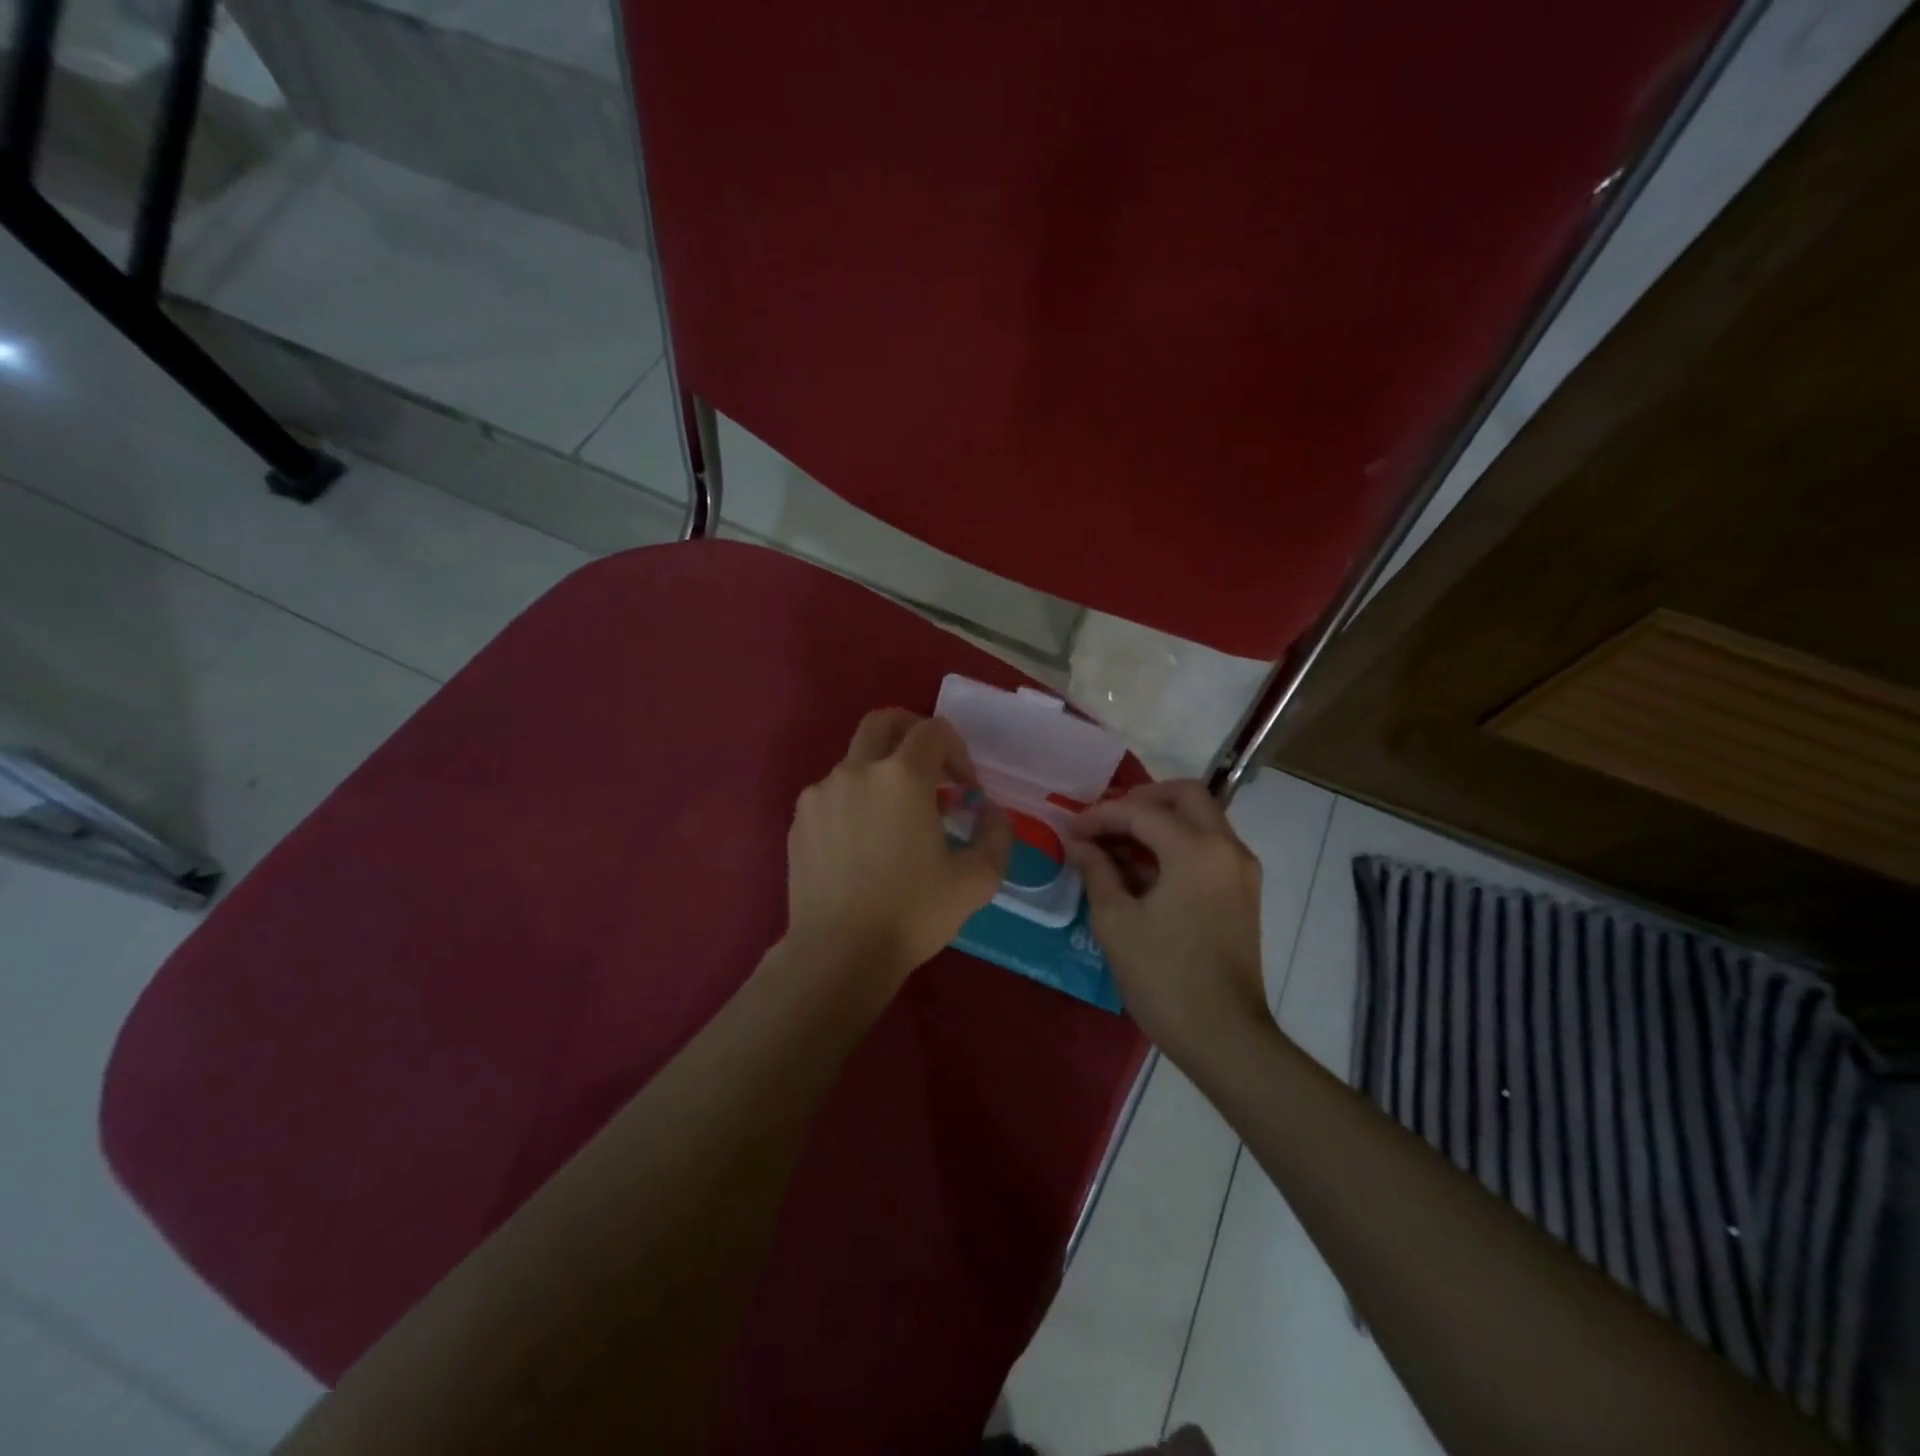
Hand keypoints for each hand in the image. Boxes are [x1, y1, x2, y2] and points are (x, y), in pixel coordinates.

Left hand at [783, 709, 1011, 990]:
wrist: (838, 954)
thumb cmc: (912, 913)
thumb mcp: (976, 880)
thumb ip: (996, 835)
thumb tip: (990, 811)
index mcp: (902, 776)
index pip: (933, 730)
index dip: (957, 751)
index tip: (965, 790)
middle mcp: (856, 770)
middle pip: (884, 722)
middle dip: (913, 734)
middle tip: (931, 769)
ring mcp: (821, 793)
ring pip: (855, 760)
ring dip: (881, 773)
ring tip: (896, 818)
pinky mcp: (799, 819)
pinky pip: (832, 792)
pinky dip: (854, 800)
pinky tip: (863, 842)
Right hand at [1066, 780, 1270, 1062]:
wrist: (1224, 1037)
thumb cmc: (1164, 978)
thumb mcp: (1116, 922)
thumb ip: (1096, 871)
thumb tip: (1079, 843)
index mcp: (1197, 851)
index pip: (1141, 812)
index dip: (1100, 816)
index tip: (1070, 828)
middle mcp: (1227, 848)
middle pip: (1186, 796)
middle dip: (1141, 799)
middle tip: (1106, 820)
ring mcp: (1240, 870)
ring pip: (1200, 819)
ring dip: (1159, 821)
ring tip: (1116, 845)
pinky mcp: (1242, 892)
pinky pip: (1208, 847)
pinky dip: (1176, 844)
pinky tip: (1142, 869)